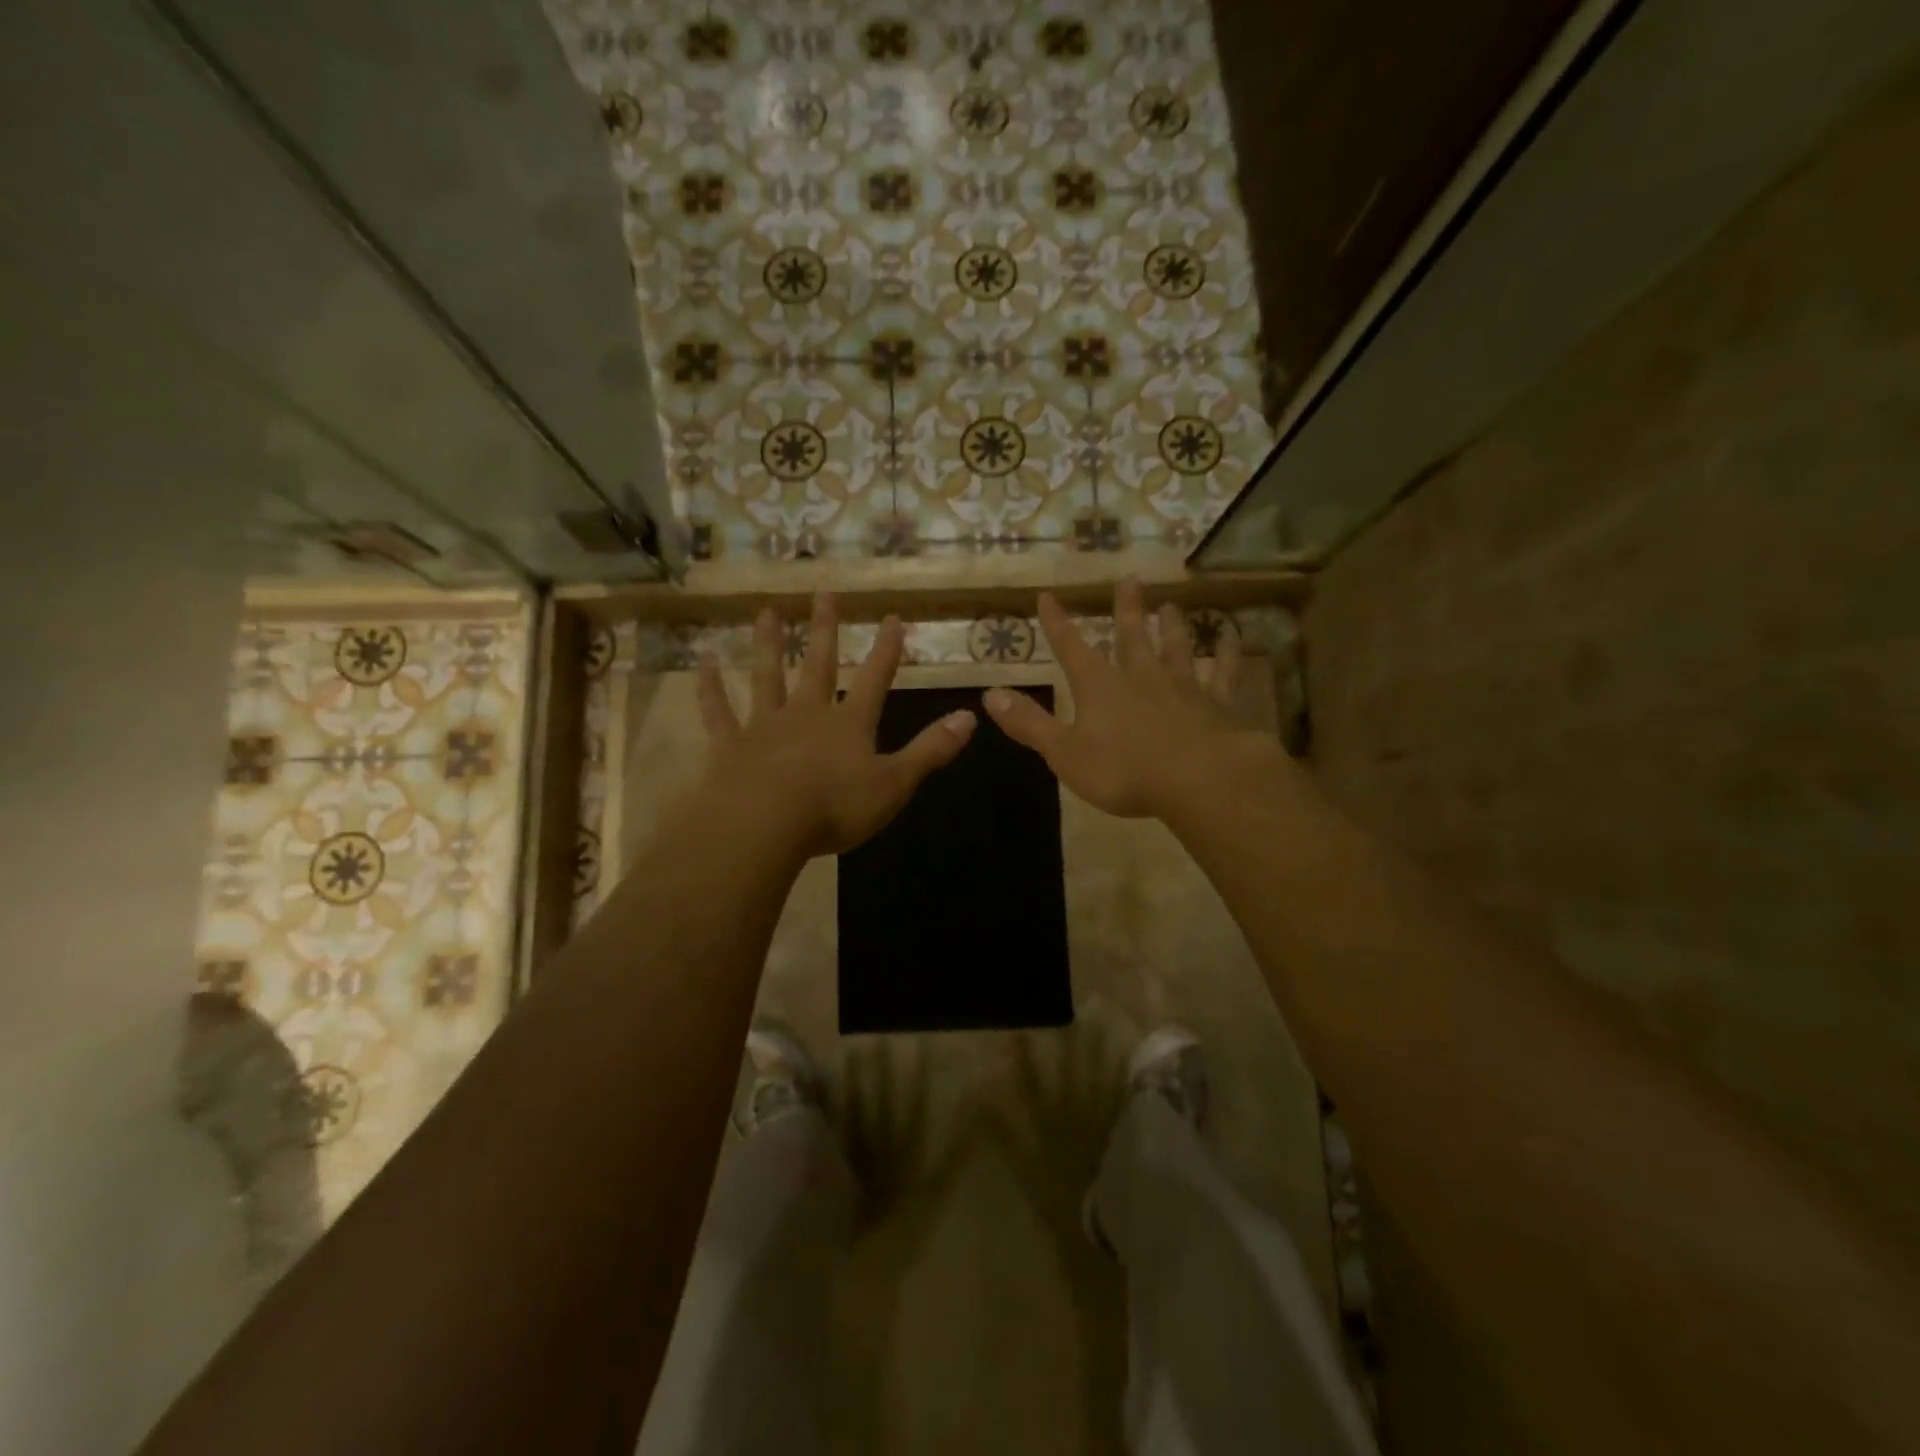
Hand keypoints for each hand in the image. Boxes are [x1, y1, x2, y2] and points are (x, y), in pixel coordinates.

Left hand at [695, 594, 975, 857]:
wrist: (763, 825)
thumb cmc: (834, 808)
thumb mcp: (895, 784)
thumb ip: (931, 750)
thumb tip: (971, 718)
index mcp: (849, 724)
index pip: (875, 679)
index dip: (887, 649)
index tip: (892, 617)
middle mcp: (807, 714)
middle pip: (819, 664)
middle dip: (826, 629)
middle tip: (825, 591)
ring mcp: (765, 725)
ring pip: (767, 676)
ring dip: (769, 643)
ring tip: (768, 611)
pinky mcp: (730, 744)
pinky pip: (718, 710)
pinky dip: (710, 686)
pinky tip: (704, 661)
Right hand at [982, 578, 1274, 818]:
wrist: (1199, 780)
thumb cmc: (1125, 771)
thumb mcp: (1065, 753)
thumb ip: (1029, 724)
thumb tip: (989, 695)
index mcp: (1100, 687)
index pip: (1071, 648)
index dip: (1057, 623)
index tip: (1047, 595)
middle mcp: (1141, 676)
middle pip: (1131, 636)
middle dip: (1126, 609)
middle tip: (1129, 579)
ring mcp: (1183, 686)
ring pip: (1176, 647)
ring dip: (1172, 626)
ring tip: (1171, 604)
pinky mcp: (1218, 703)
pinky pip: (1224, 672)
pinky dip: (1228, 654)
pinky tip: (1233, 637)